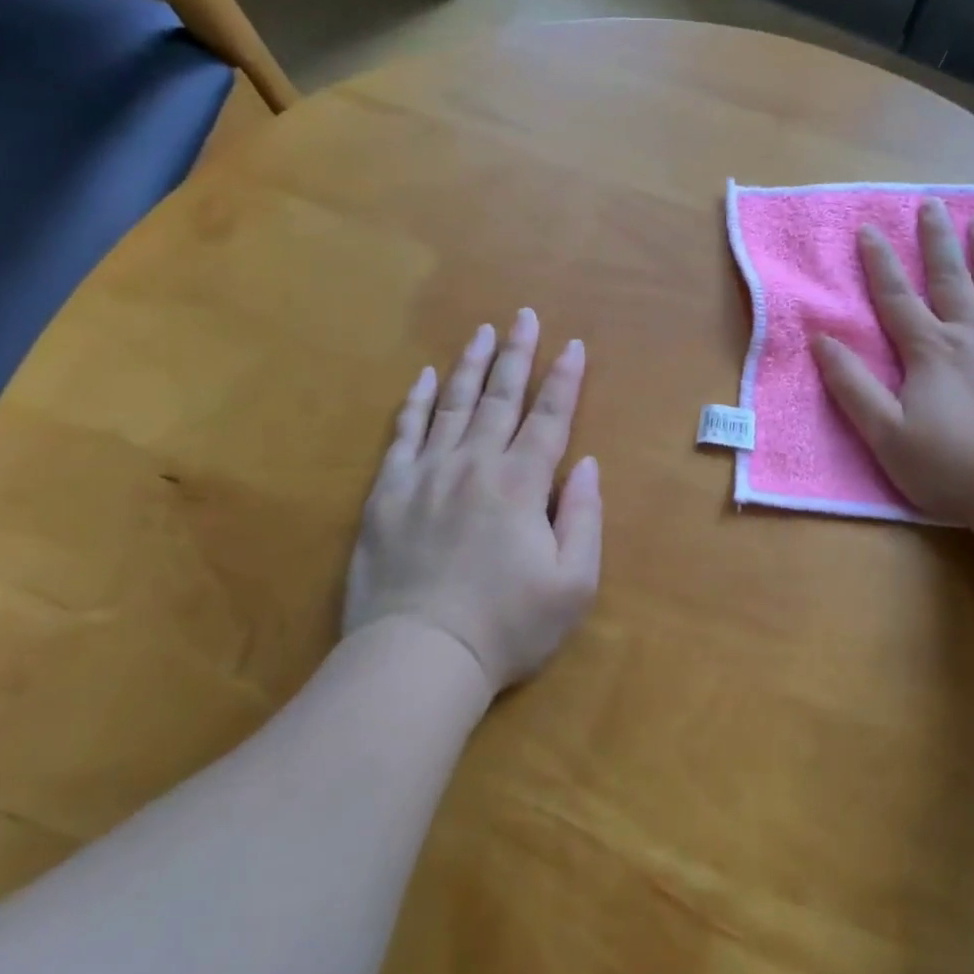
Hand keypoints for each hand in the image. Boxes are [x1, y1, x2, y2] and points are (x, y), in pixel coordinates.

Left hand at [345, 310, 601, 694]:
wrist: (418, 658)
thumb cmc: (506, 627)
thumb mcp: (573, 585)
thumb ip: (584, 518)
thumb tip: (586, 465)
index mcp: (521, 484)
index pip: (549, 418)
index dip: (564, 380)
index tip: (573, 345)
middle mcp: (475, 464)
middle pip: (501, 397)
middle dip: (518, 354)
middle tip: (525, 315)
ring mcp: (427, 474)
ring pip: (452, 404)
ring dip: (470, 365)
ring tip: (483, 332)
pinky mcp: (388, 492)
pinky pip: (403, 434)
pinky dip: (413, 402)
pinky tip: (422, 377)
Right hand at [812, 197, 973, 533]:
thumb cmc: (952, 467)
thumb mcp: (885, 433)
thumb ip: (852, 385)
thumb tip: (821, 339)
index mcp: (930, 350)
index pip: (896, 297)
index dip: (879, 263)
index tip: (869, 229)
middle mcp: (972, 334)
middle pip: (950, 278)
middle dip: (936, 240)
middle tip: (931, 204)